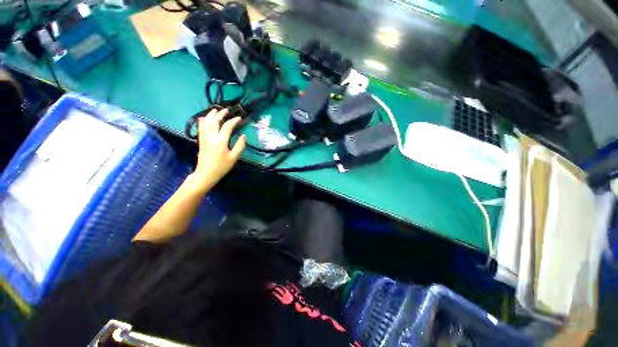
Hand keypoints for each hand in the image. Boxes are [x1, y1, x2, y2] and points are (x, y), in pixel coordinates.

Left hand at [188, 108, 245, 192]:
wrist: (206, 173)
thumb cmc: (222, 166)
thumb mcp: (234, 157)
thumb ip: (240, 146)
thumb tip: (243, 136)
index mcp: (220, 141)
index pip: (227, 126)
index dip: (234, 121)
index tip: (239, 118)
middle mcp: (211, 136)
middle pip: (215, 121)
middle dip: (221, 114)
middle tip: (227, 110)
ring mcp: (204, 138)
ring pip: (206, 122)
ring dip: (211, 115)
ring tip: (216, 110)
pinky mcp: (201, 140)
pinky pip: (200, 127)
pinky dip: (202, 121)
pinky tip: (203, 118)